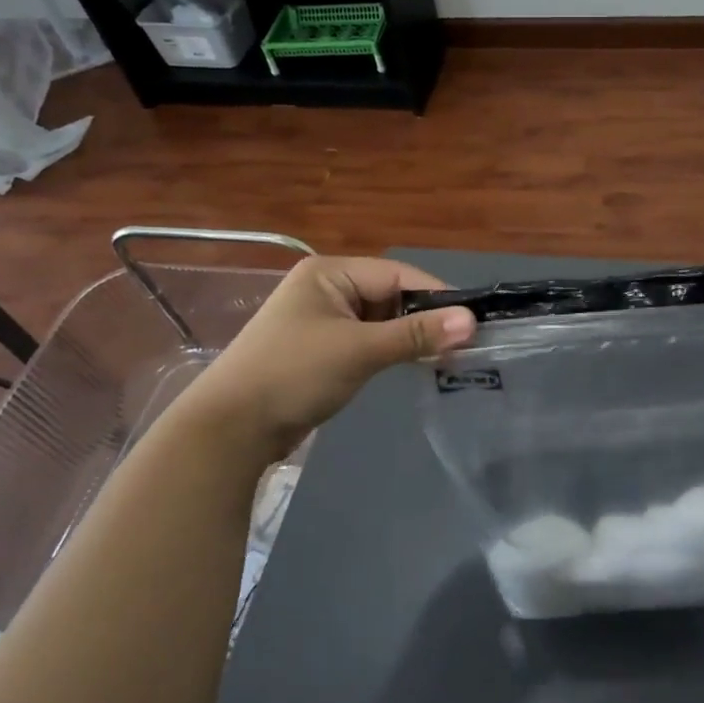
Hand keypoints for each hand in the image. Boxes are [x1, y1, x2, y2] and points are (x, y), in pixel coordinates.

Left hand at [176, 256, 475, 460]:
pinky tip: (416, 364)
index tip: (472, 320)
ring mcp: (323, 320)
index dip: (436, 296)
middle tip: (464, 343)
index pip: (397, 274)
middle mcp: (327, 288)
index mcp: (329, 272)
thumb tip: (472, 321)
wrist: (230, 430)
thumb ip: (416, 334)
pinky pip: (368, 341)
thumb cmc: (294, 374)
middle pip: (391, 295)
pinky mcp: (323, 350)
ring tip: (447, 357)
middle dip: (425, 318)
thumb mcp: (359, 350)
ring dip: (410, 337)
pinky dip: (392, 350)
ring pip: (382, 320)